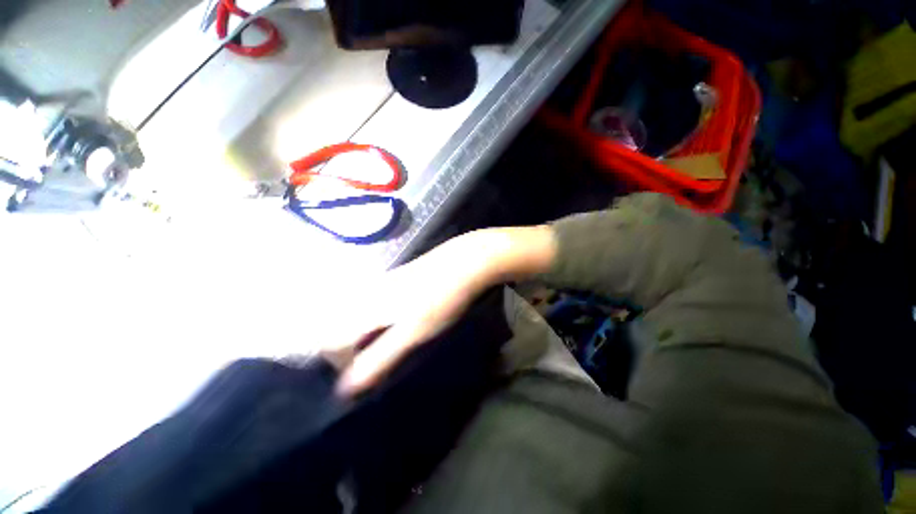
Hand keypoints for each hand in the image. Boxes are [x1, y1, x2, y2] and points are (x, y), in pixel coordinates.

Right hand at [325, 226, 556, 395]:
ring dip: (368, 337)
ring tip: (392, 348)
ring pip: (361, 315)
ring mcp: (385, 282)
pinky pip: (377, 305)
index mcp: (366, 305)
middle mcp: (369, 292)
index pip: (331, 340)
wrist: (465, 261)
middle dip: (353, 351)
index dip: (340, 363)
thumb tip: (344, 388)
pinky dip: (381, 322)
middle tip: (380, 363)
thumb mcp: (413, 333)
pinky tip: (403, 324)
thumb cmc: (441, 299)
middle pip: (343, 327)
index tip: (365, 376)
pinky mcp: (400, 278)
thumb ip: (379, 358)